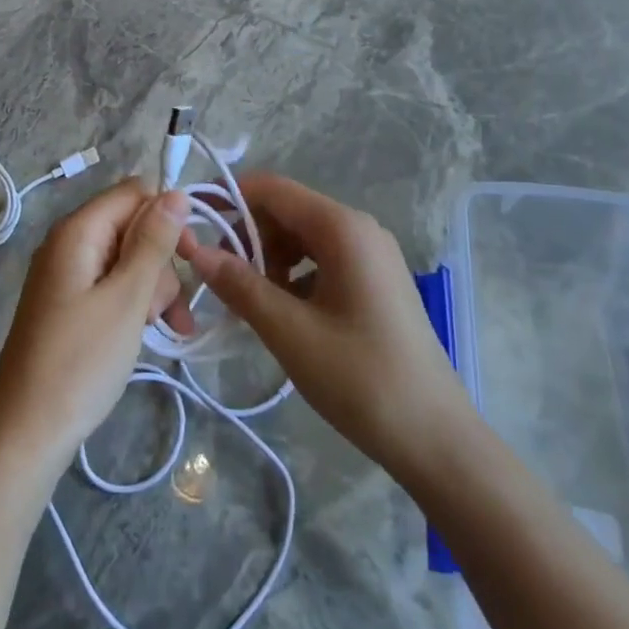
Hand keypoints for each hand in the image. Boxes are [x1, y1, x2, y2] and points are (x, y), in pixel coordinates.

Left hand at [0, 181, 192, 473]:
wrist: (26, 434)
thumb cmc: (80, 362)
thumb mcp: (127, 299)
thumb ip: (153, 243)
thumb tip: (176, 192)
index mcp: (78, 230)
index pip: (135, 192)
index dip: (168, 216)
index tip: (192, 256)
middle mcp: (70, 243)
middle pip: (133, 226)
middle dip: (162, 262)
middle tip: (168, 307)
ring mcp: (69, 275)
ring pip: (129, 259)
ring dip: (154, 289)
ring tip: (164, 328)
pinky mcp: (71, 303)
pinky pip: (113, 286)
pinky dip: (136, 304)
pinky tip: (155, 332)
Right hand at [180, 173, 464, 478]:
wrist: (436, 439)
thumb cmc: (360, 379)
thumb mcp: (289, 332)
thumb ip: (240, 285)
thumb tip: (195, 250)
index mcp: (342, 227)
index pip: (273, 189)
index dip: (229, 197)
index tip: (192, 222)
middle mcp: (359, 229)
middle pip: (288, 211)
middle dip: (247, 234)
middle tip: (214, 272)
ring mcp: (372, 255)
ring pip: (303, 237)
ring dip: (268, 257)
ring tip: (245, 298)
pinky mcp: (375, 281)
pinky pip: (322, 260)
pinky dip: (293, 275)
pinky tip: (279, 311)